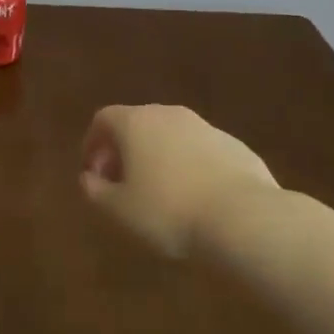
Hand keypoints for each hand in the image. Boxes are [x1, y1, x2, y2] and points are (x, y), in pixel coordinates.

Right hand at [80, 104, 281, 255]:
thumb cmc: (168, 211)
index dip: (92, 144)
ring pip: (171, 136)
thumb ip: (95, 190)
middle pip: (137, 124)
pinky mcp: (236, 146)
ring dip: (158, 158)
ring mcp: (206, 127)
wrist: (245, 218)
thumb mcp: (119, 210)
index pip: (103, 119)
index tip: (93, 173)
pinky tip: (195, 198)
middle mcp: (169, 114)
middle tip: (122, 184)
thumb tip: (88, 178)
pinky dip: (189, 167)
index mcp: (136, 122)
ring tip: (159, 194)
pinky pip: (200, 151)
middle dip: (124, 151)